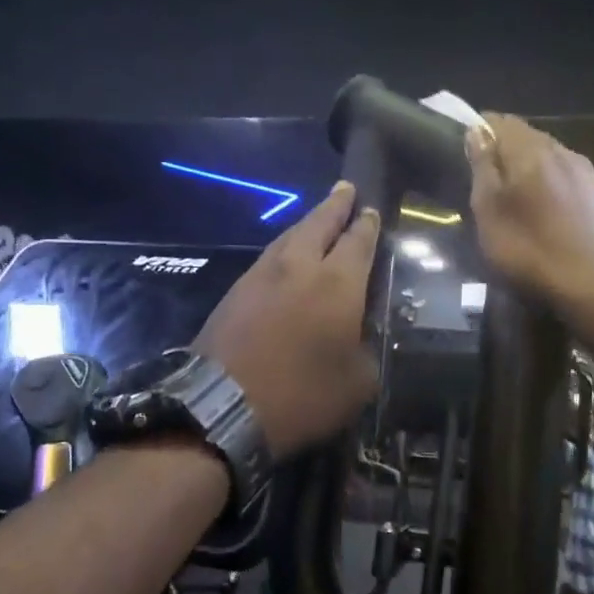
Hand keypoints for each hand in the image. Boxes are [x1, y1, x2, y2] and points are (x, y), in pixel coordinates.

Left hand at [195, 182, 379, 459]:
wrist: (222, 405)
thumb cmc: (302, 394)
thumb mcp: (357, 382)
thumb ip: (367, 349)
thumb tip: (362, 334)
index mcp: (337, 283)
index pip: (358, 241)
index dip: (367, 224)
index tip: (372, 210)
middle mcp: (300, 266)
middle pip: (320, 223)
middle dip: (336, 205)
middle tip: (346, 188)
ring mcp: (262, 274)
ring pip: (290, 236)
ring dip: (308, 223)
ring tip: (319, 217)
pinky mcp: (236, 290)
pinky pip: (269, 256)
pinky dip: (285, 247)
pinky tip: (287, 255)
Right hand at [466, 113, 593, 310]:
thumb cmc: (529, 250)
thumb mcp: (489, 212)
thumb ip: (483, 168)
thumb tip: (477, 131)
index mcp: (530, 152)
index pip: (502, 121)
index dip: (482, 128)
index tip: (467, 147)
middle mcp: (562, 152)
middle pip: (529, 137)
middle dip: (507, 149)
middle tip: (489, 175)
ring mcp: (588, 175)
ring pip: (552, 158)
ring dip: (533, 168)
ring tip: (518, 194)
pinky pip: (571, 180)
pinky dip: (555, 186)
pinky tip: (551, 213)